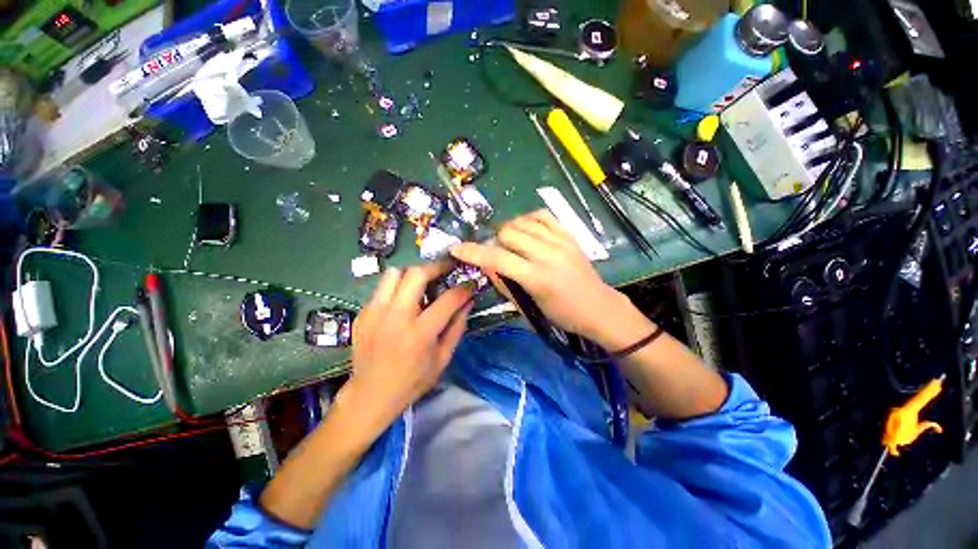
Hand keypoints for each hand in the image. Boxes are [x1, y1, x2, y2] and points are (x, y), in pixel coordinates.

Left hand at [343, 263, 472, 430]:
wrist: (370, 395)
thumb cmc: (412, 381)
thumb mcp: (443, 358)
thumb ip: (457, 327)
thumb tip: (468, 301)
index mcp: (420, 333)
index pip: (448, 299)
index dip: (464, 288)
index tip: (471, 283)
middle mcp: (395, 317)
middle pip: (416, 274)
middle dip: (436, 266)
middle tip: (447, 268)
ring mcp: (375, 312)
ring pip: (394, 273)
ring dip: (413, 273)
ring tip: (423, 283)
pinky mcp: (363, 313)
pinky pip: (383, 288)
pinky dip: (398, 288)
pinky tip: (404, 302)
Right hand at [450, 210, 628, 338]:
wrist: (600, 307)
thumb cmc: (563, 315)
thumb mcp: (531, 306)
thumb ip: (506, 284)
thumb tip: (486, 266)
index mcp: (537, 278)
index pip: (497, 259)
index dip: (473, 252)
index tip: (456, 248)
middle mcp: (548, 254)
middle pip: (508, 233)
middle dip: (494, 241)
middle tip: (496, 252)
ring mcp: (560, 241)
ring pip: (522, 222)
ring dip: (509, 230)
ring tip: (510, 242)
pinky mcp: (569, 234)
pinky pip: (542, 215)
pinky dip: (528, 219)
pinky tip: (526, 229)